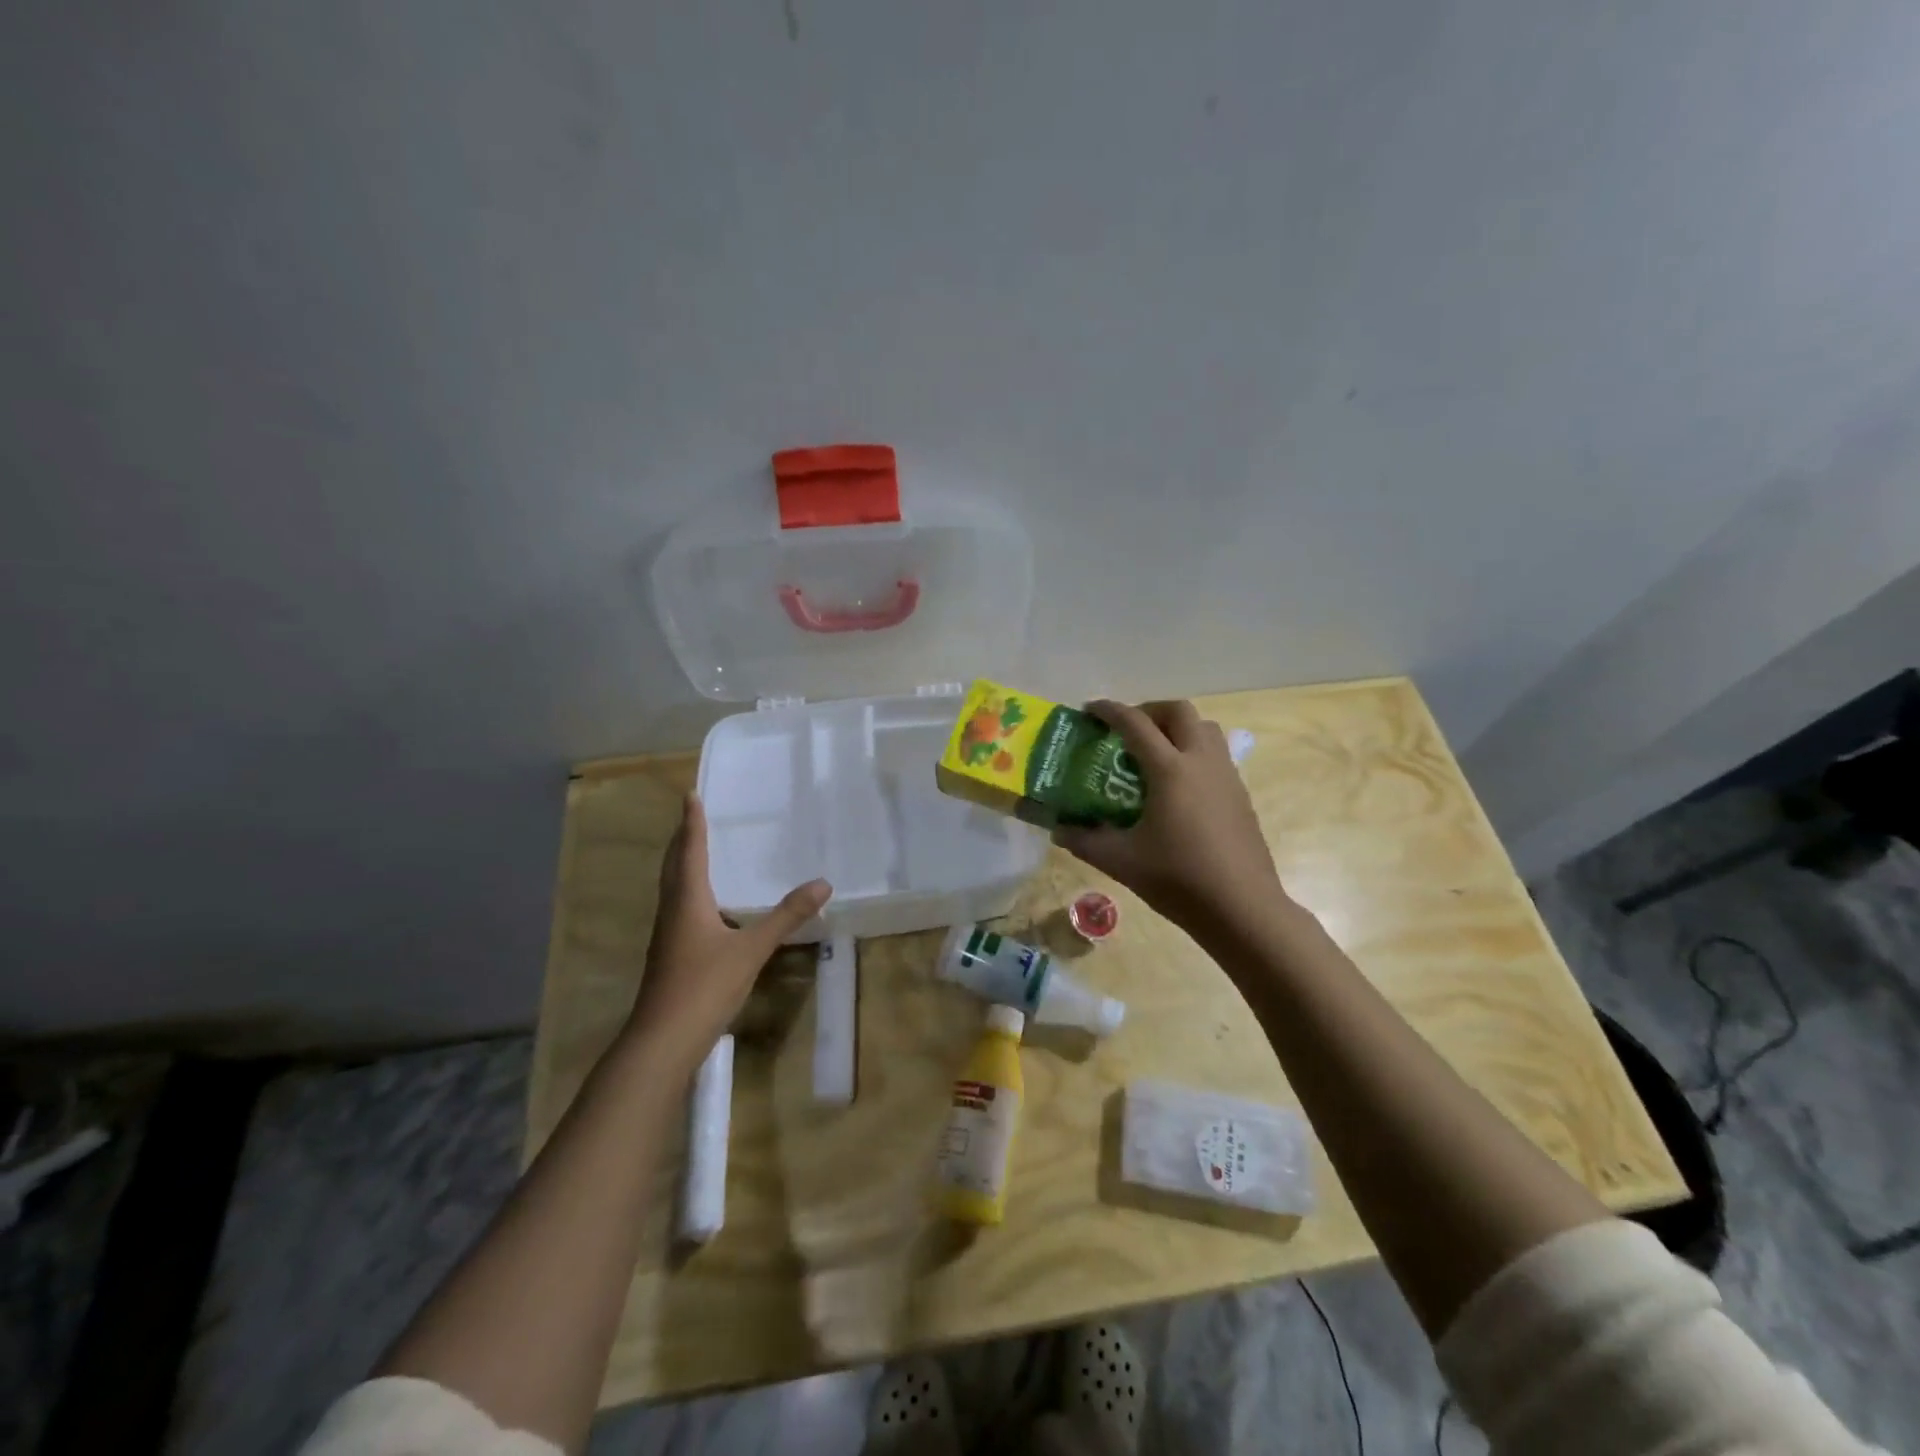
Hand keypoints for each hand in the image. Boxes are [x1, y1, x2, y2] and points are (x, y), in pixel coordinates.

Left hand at [626, 794, 831, 1073]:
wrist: (663, 1040)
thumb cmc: (704, 985)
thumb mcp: (752, 949)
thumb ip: (787, 916)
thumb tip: (823, 883)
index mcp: (688, 900)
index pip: (690, 850)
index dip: (692, 822)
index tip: (691, 795)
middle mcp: (673, 910)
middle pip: (674, 865)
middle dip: (683, 839)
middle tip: (693, 817)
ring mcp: (668, 934)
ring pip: (673, 887)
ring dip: (682, 864)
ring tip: (697, 851)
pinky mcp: (670, 954)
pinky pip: (679, 907)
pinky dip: (689, 891)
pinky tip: (706, 906)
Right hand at [1053, 700, 1286, 935]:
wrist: (1242, 907)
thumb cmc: (1179, 879)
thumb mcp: (1121, 861)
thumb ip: (1085, 841)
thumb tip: (1059, 830)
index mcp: (1170, 769)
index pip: (1135, 723)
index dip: (1110, 710)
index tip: (1090, 709)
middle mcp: (1201, 761)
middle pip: (1178, 711)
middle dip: (1149, 711)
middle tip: (1127, 730)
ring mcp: (1226, 775)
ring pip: (1204, 728)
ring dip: (1177, 728)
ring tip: (1154, 752)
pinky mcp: (1240, 794)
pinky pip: (1216, 754)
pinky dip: (1193, 751)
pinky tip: (1179, 786)